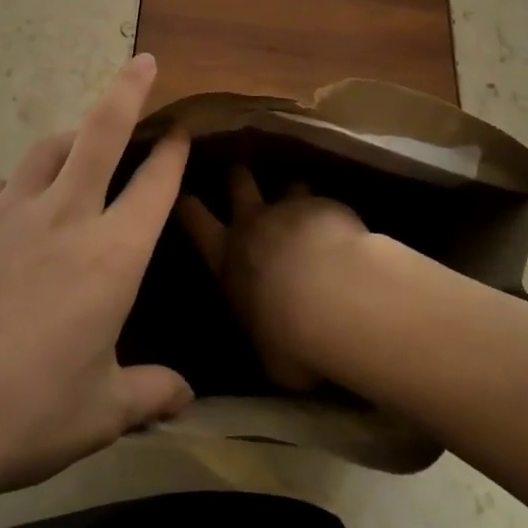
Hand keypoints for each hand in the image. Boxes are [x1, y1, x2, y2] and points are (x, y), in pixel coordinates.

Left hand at [0, 54, 193, 513]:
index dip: (173, 151)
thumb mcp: (97, 413)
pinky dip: (17, 189)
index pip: (155, 185)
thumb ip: (147, 394)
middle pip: (102, 130)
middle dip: (128, 89)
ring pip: (47, 150)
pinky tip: (10, 216)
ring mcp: (7, 211)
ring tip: (76, 148)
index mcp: (111, 255)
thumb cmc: (20, 416)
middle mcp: (64, 216)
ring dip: (70, 140)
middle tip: (143, 62)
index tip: (181, 130)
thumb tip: (186, 397)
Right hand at [177, 166, 367, 391]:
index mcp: (226, 259)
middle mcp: (253, 224)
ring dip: (293, 192)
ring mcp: (291, 209)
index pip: (194, 220)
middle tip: (239, 172)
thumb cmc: (290, 338)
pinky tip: (344, 226)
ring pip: (287, 185)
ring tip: (302, 198)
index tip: (183, 193)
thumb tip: (265, 342)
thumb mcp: (265, 355)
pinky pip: (325, 202)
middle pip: (238, 184)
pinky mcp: (326, 206)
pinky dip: (330, 212)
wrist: (336, 299)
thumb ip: (261, 336)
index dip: (187, 204)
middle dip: (238, 177)